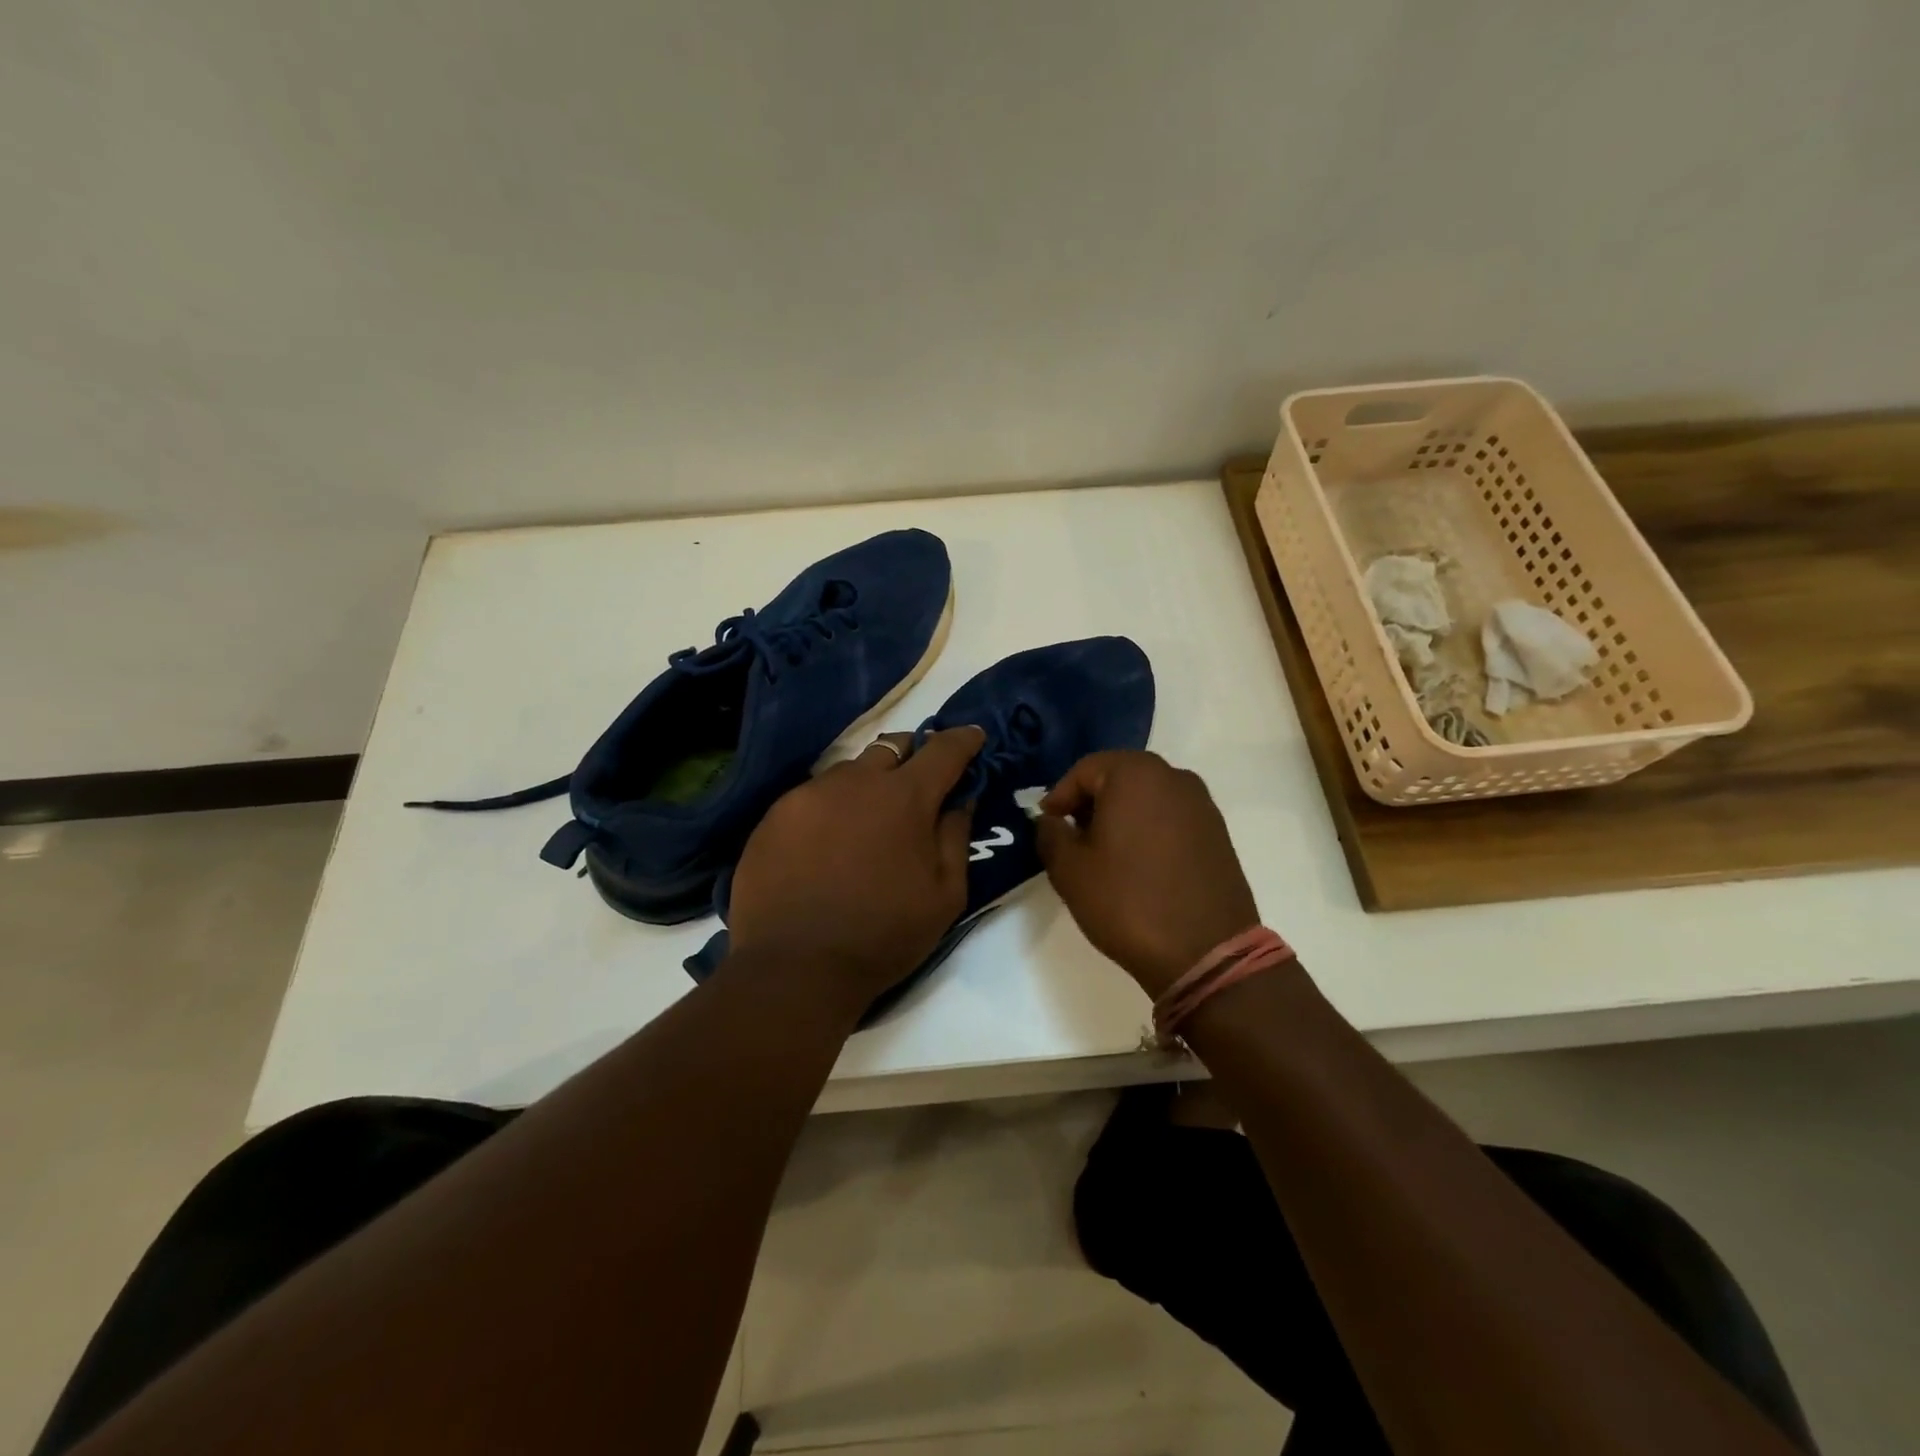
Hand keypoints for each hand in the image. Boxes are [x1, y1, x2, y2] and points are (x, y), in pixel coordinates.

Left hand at [726, 727, 984, 1009]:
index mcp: (905, 797)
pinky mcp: (774, 815)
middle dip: (913, 754)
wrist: (794, 967)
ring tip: (868, 819)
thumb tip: (960, 800)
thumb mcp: (944, 895)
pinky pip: (813, 796)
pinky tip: (827, 842)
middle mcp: (856, 781)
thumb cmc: (883, 935)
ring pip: (849, 771)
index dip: (963, 740)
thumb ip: (956, 837)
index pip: (943, 750)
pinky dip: (831, 807)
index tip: (973, 737)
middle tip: (919, 779)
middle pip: (892, 747)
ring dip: (869, 783)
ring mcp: (809, 794)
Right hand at [1035, 751, 1260, 997]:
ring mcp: (1202, 804)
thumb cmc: (1128, 902)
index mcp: (1136, 774)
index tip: (1048, 827)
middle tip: (1072, 839)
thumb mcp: (1069, 870)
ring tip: (1104, 856)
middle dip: (1090, 804)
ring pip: (1146, 798)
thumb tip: (1051, 821)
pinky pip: (1171, 818)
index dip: (1059, 797)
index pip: (1084, 770)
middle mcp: (1174, 777)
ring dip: (1120, 818)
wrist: (1205, 953)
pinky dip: (1148, 831)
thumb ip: (1050, 834)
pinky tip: (1139, 867)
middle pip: (1118, 778)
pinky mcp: (1218, 833)